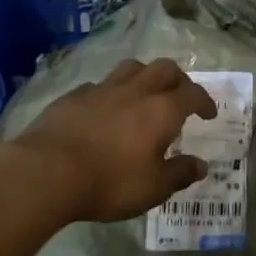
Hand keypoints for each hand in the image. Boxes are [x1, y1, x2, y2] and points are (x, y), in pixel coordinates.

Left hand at [9, 58, 217, 224]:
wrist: (47, 171)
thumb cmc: (109, 182)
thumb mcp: (153, 188)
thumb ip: (179, 174)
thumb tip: (201, 165)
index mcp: (161, 110)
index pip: (192, 94)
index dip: (204, 101)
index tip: (209, 113)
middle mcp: (135, 91)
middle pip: (164, 69)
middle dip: (178, 79)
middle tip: (181, 95)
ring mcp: (102, 89)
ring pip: (131, 68)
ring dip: (145, 76)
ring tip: (145, 93)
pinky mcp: (73, 95)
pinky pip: (100, 85)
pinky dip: (111, 92)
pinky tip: (105, 108)